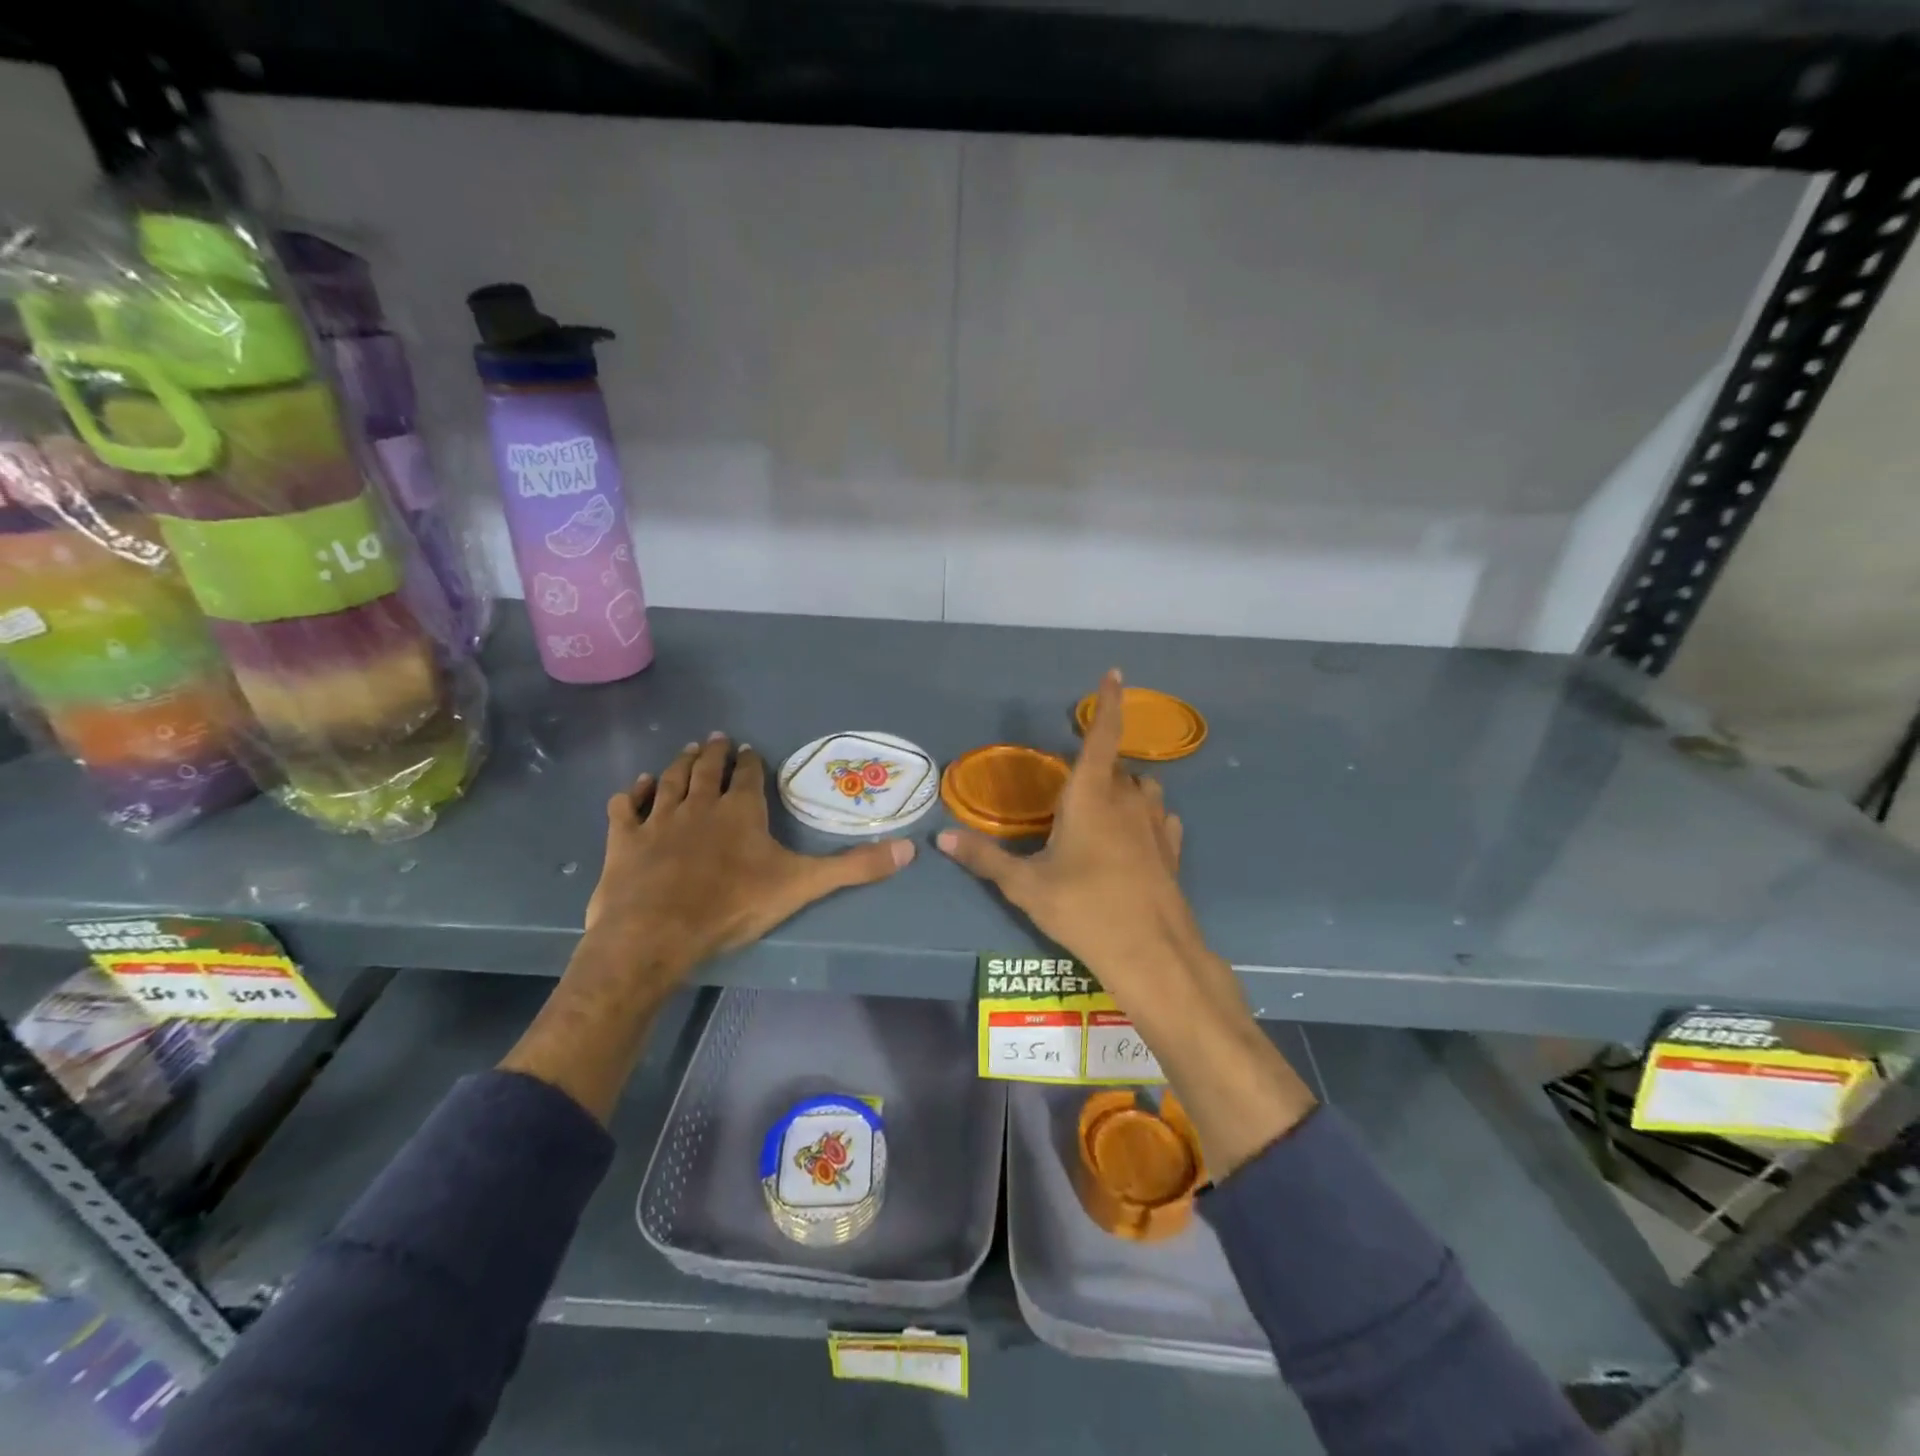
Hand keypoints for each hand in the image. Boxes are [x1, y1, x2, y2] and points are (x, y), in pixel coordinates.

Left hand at [586, 733, 915, 976]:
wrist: (656, 933)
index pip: (749, 776)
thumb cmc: (732, 906)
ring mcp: (659, 820)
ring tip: (685, 750)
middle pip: (707, 769)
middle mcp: (700, 805)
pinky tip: (636, 786)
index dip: (752, 762)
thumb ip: (854, 868)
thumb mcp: (802, 885)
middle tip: (717, 738)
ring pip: (670, 780)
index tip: (752, 751)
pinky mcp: (625, 840)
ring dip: (678, 764)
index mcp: (741, 811)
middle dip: (715, 753)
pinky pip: (627, 807)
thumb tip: (911, 849)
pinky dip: (633, 794)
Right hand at [936, 670, 1203, 1007]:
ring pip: (1141, 789)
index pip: (1101, 736)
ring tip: (1101, 812)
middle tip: (1069, 794)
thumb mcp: (1026, 886)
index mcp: (1092, 795)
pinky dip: (1145, 817)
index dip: (1108, 703)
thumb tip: (941, 839)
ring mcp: (1156, 824)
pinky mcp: (1172, 850)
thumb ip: (984, 858)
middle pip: (1114, 768)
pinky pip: (1159, 818)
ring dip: (1123, 789)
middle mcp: (1129, 799)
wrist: (1151, 953)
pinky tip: (1134, 839)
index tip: (1115, 673)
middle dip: (1095, 769)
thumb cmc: (1083, 909)